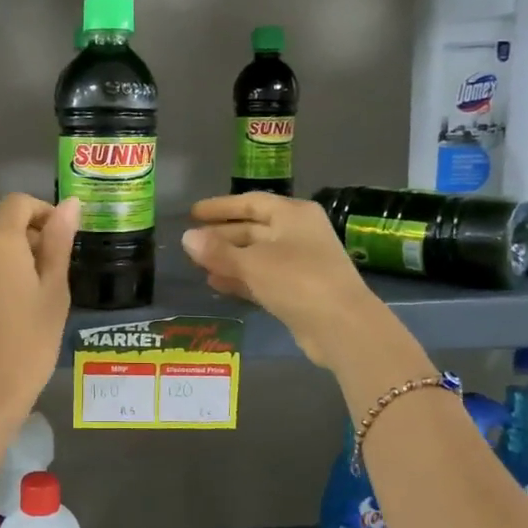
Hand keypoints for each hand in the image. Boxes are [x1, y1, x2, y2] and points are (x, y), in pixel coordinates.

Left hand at [0, 193, 79, 419]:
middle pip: (1, 224)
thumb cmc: (28, 342)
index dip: (44, 213)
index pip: (19, 203)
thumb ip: (59, 242)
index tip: (62, 241)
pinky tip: (6, 308)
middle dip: (28, 238)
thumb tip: (70, 203)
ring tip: (31, 296)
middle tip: (53, 277)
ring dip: (9, 258)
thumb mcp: (54, 291)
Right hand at [182, 193, 420, 371]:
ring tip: (197, 265)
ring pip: (256, 255)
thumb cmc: (297, 280)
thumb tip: (186, 237)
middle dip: (222, 236)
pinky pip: (262, 277)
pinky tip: (216, 284)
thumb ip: (217, 250)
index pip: (251, 202)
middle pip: (253, 228)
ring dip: (228, 259)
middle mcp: (298, 233)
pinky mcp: (298, 291)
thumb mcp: (252, 263)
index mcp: (293, 214)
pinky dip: (240, 279)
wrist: (341, 326)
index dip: (221, 207)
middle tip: (191, 243)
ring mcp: (300, 263)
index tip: (193, 213)